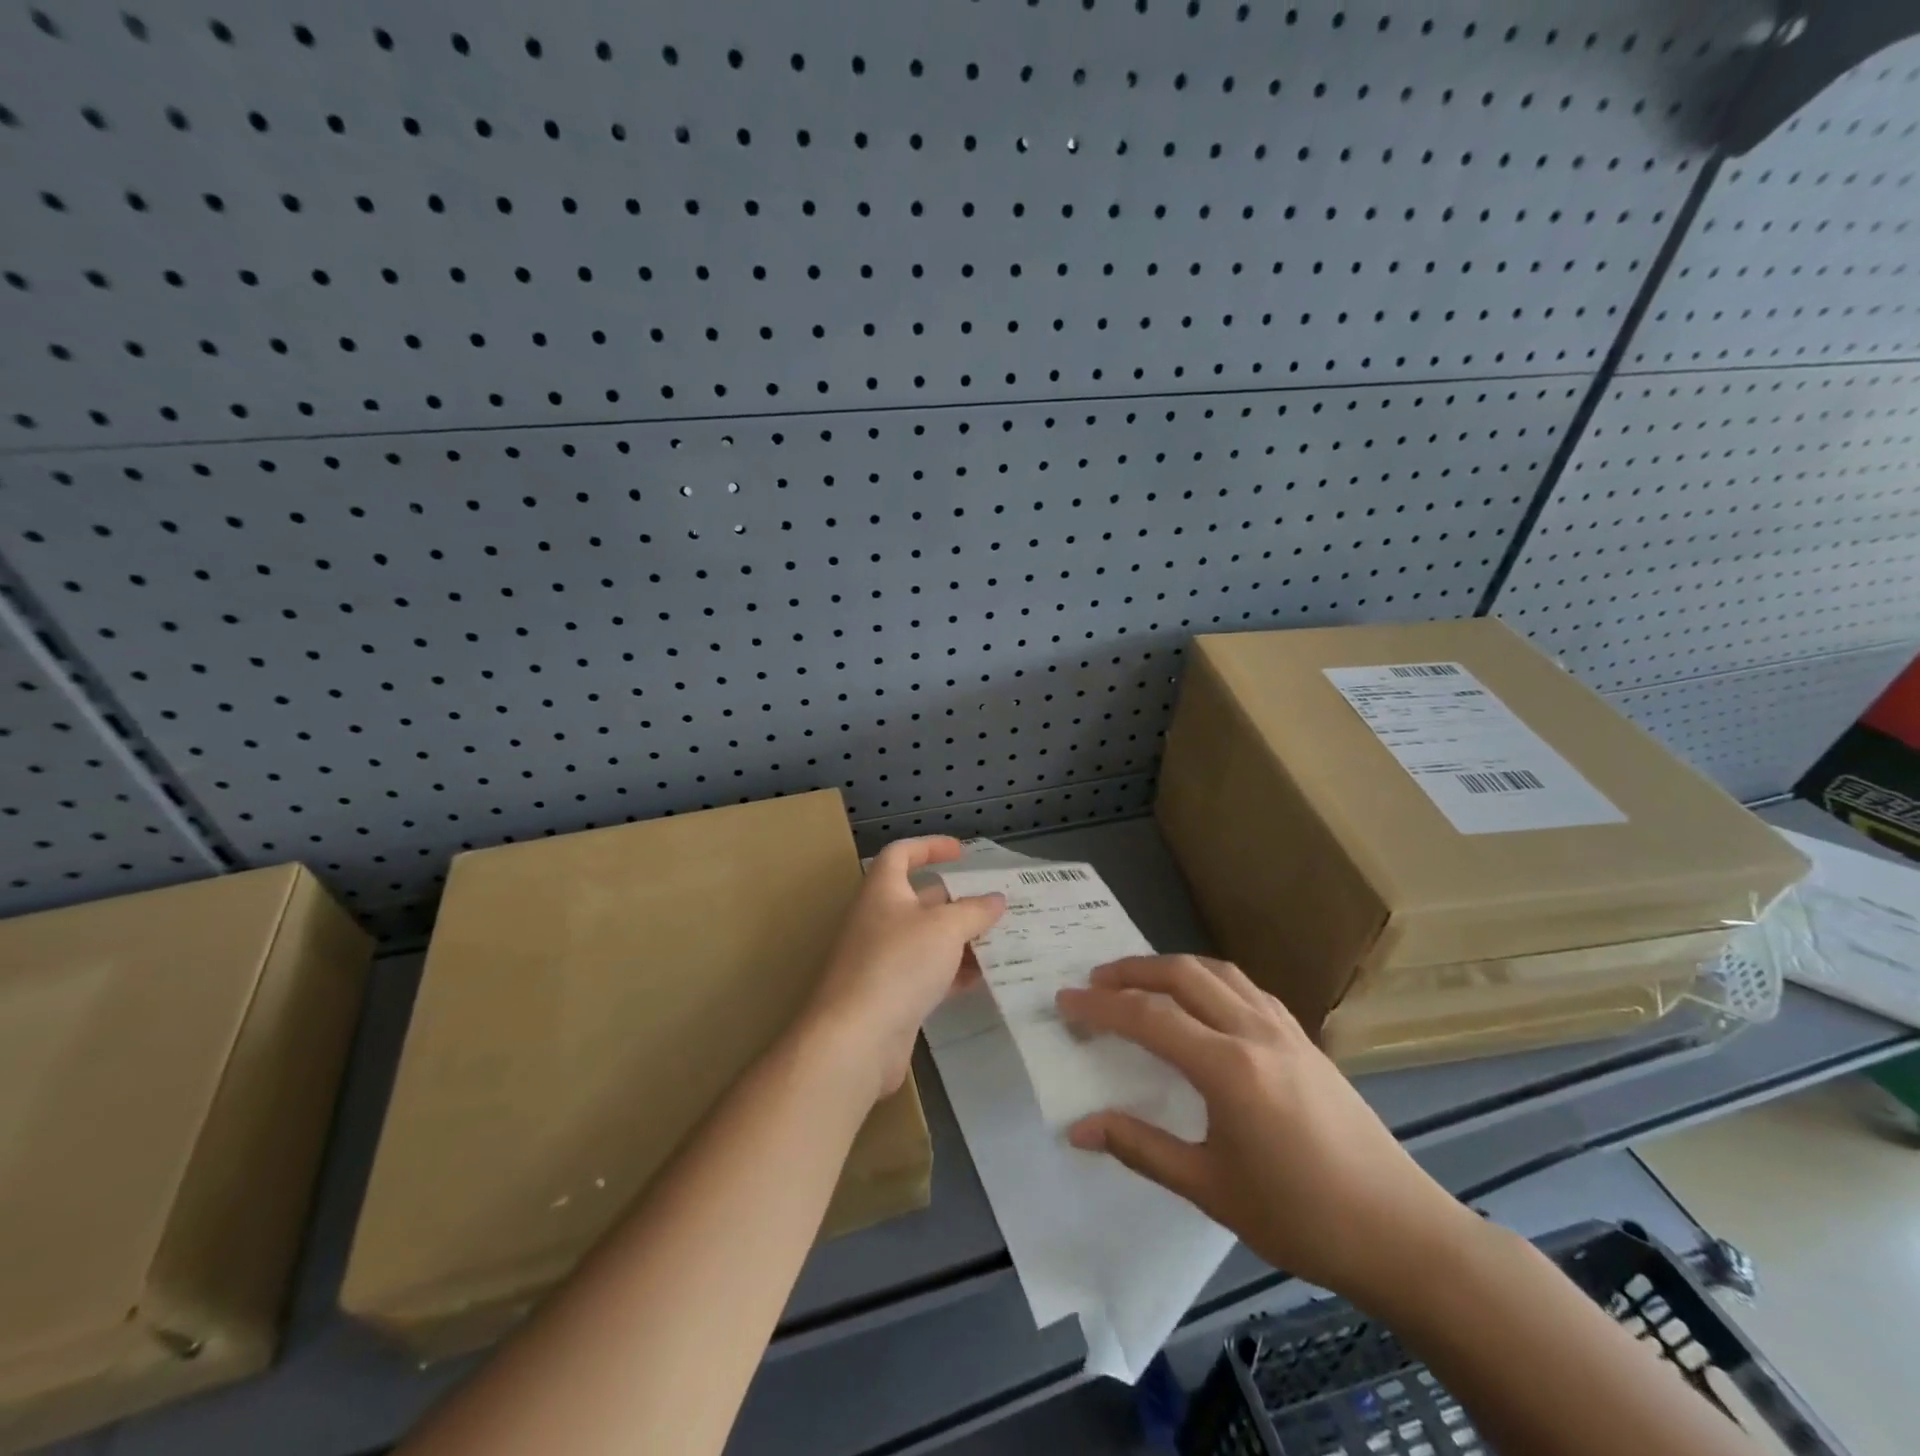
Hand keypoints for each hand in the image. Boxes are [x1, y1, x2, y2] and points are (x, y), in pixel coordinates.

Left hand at [803, 837, 1005, 1102]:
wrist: (855, 1039)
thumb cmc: (898, 965)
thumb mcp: (945, 929)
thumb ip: (974, 911)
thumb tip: (995, 899)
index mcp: (882, 892)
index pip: (901, 854)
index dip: (929, 846)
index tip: (962, 852)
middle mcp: (878, 920)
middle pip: (919, 900)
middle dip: (956, 901)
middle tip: (994, 905)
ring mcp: (882, 960)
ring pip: (927, 940)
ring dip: (960, 940)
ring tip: (1000, 942)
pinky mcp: (890, 996)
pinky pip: (926, 974)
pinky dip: (952, 973)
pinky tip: (982, 980)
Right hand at [1057, 955, 1477, 1308]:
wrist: (1401, 1232)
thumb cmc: (1300, 1217)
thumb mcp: (1210, 1189)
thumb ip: (1141, 1148)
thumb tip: (1078, 1129)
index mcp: (1228, 1068)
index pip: (1149, 1018)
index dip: (1100, 1007)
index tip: (1065, 1001)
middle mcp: (1254, 1032)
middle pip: (1182, 975)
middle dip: (1132, 971)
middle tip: (1095, 981)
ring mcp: (1284, 1029)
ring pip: (1217, 972)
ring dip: (1171, 967)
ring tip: (1140, 981)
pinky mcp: (1304, 1038)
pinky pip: (1246, 988)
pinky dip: (1209, 979)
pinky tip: (1202, 1001)